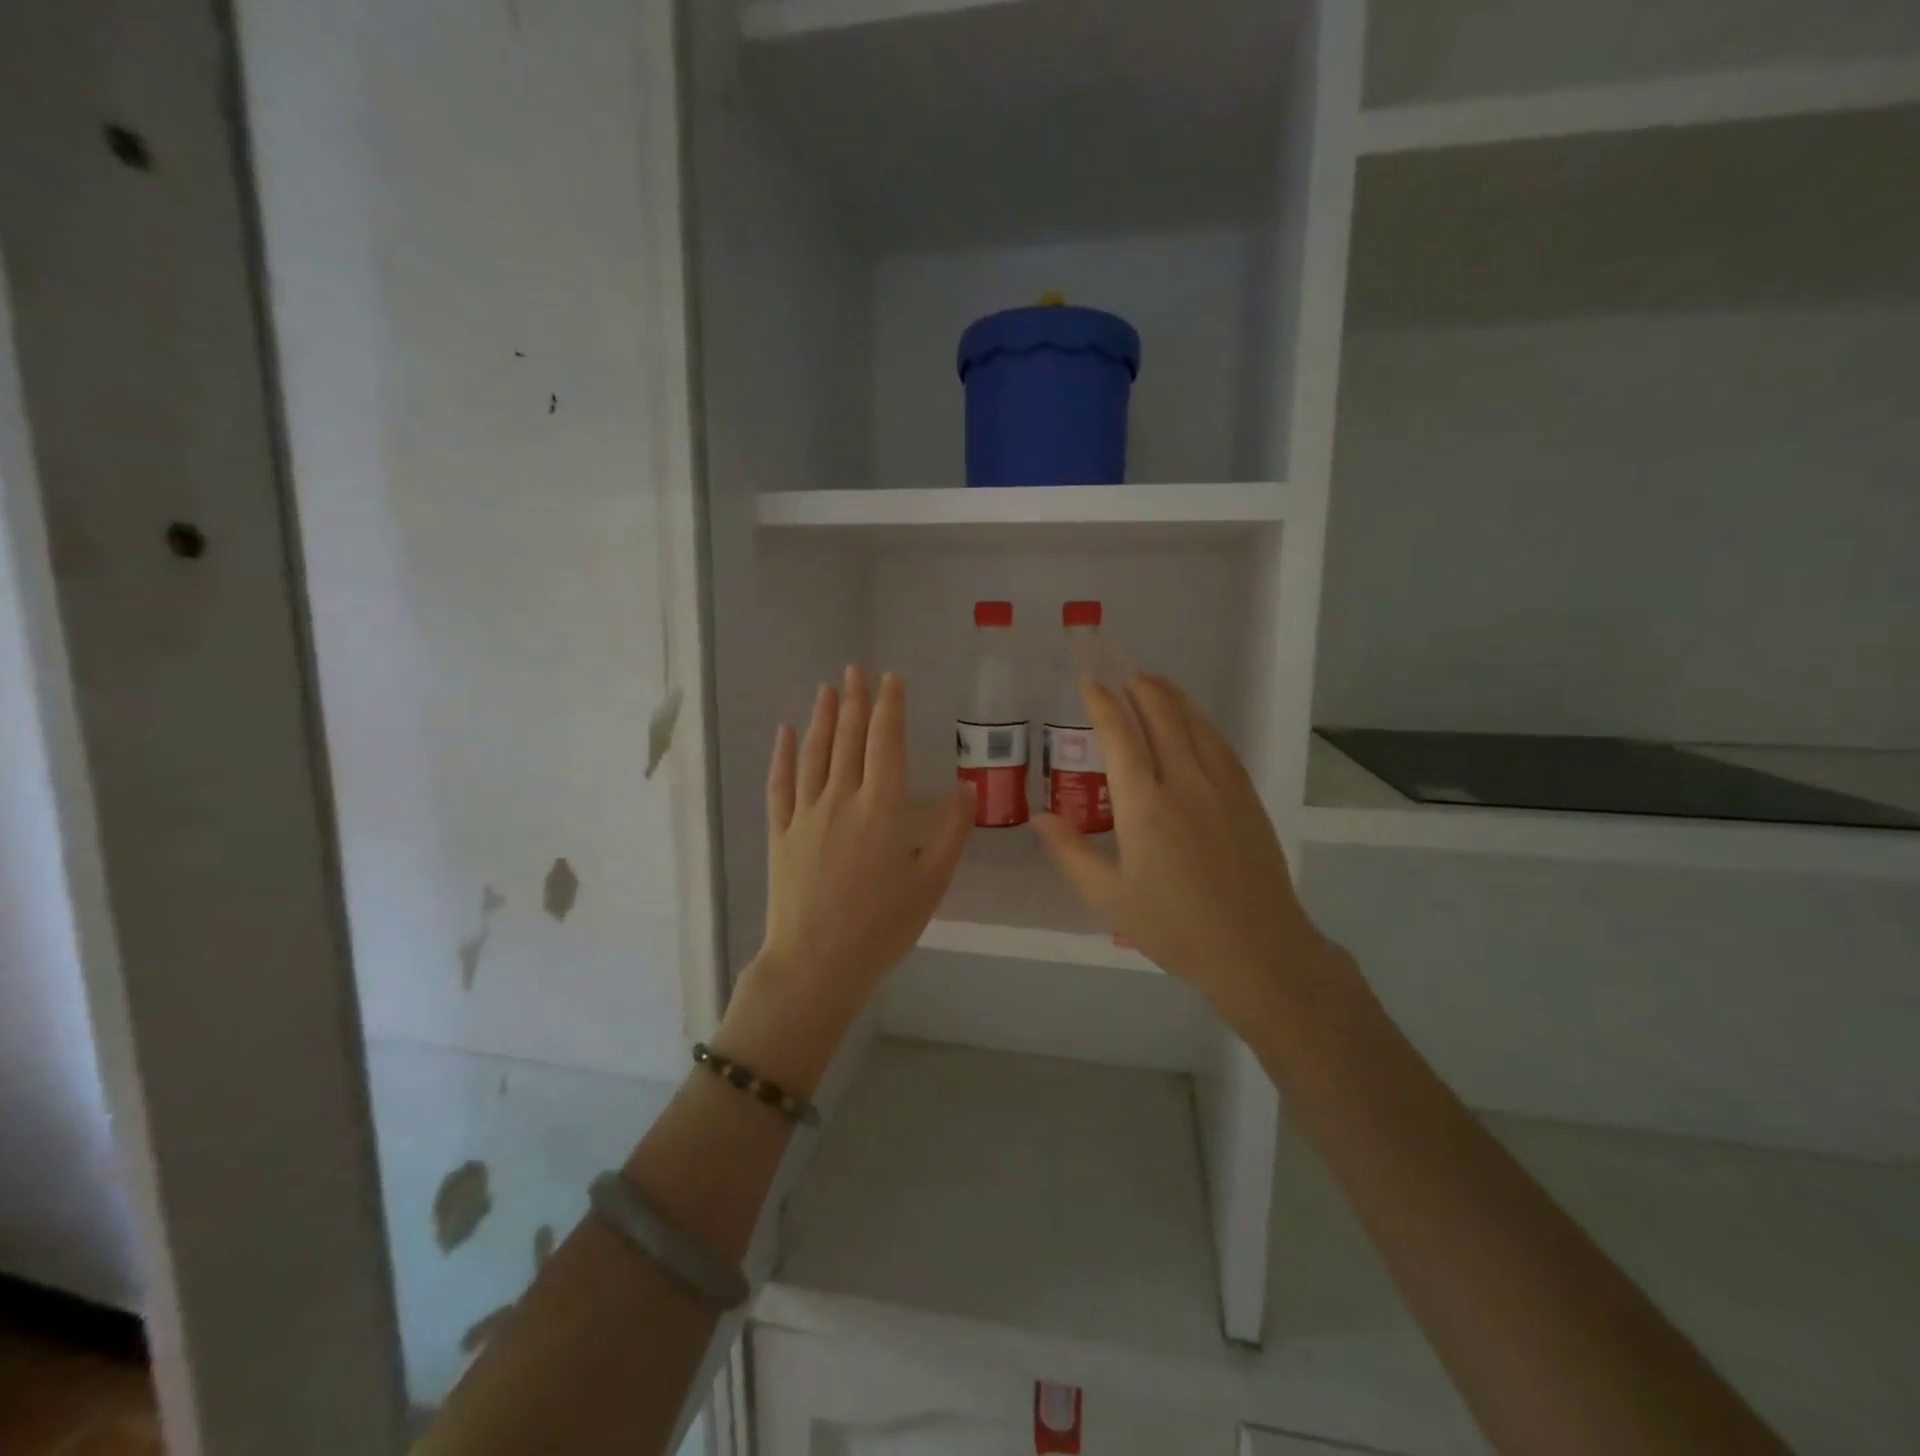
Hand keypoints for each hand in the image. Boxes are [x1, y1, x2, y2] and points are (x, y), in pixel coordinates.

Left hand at [716, 667, 973, 1094]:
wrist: (817, 964)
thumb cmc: (882, 927)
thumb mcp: (931, 883)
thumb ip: (950, 832)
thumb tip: (966, 788)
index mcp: (881, 808)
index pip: (886, 742)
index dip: (889, 706)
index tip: (891, 678)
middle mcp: (841, 799)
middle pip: (849, 739)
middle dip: (855, 700)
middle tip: (856, 668)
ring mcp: (805, 815)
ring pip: (814, 754)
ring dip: (822, 718)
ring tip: (828, 688)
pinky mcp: (780, 834)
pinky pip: (780, 785)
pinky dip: (783, 756)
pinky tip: (785, 734)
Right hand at [1034, 673, 1333, 1026]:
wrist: (1257, 950)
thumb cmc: (1175, 928)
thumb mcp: (1109, 898)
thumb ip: (1071, 853)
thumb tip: (1040, 817)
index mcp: (1145, 806)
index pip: (1121, 737)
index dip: (1103, 704)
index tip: (1090, 683)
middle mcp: (1185, 783)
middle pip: (1162, 718)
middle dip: (1140, 688)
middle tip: (1122, 672)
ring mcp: (1223, 787)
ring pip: (1195, 725)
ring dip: (1172, 698)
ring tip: (1154, 683)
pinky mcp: (1248, 798)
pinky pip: (1220, 745)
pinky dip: (1201, 723)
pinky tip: (1194, 723)